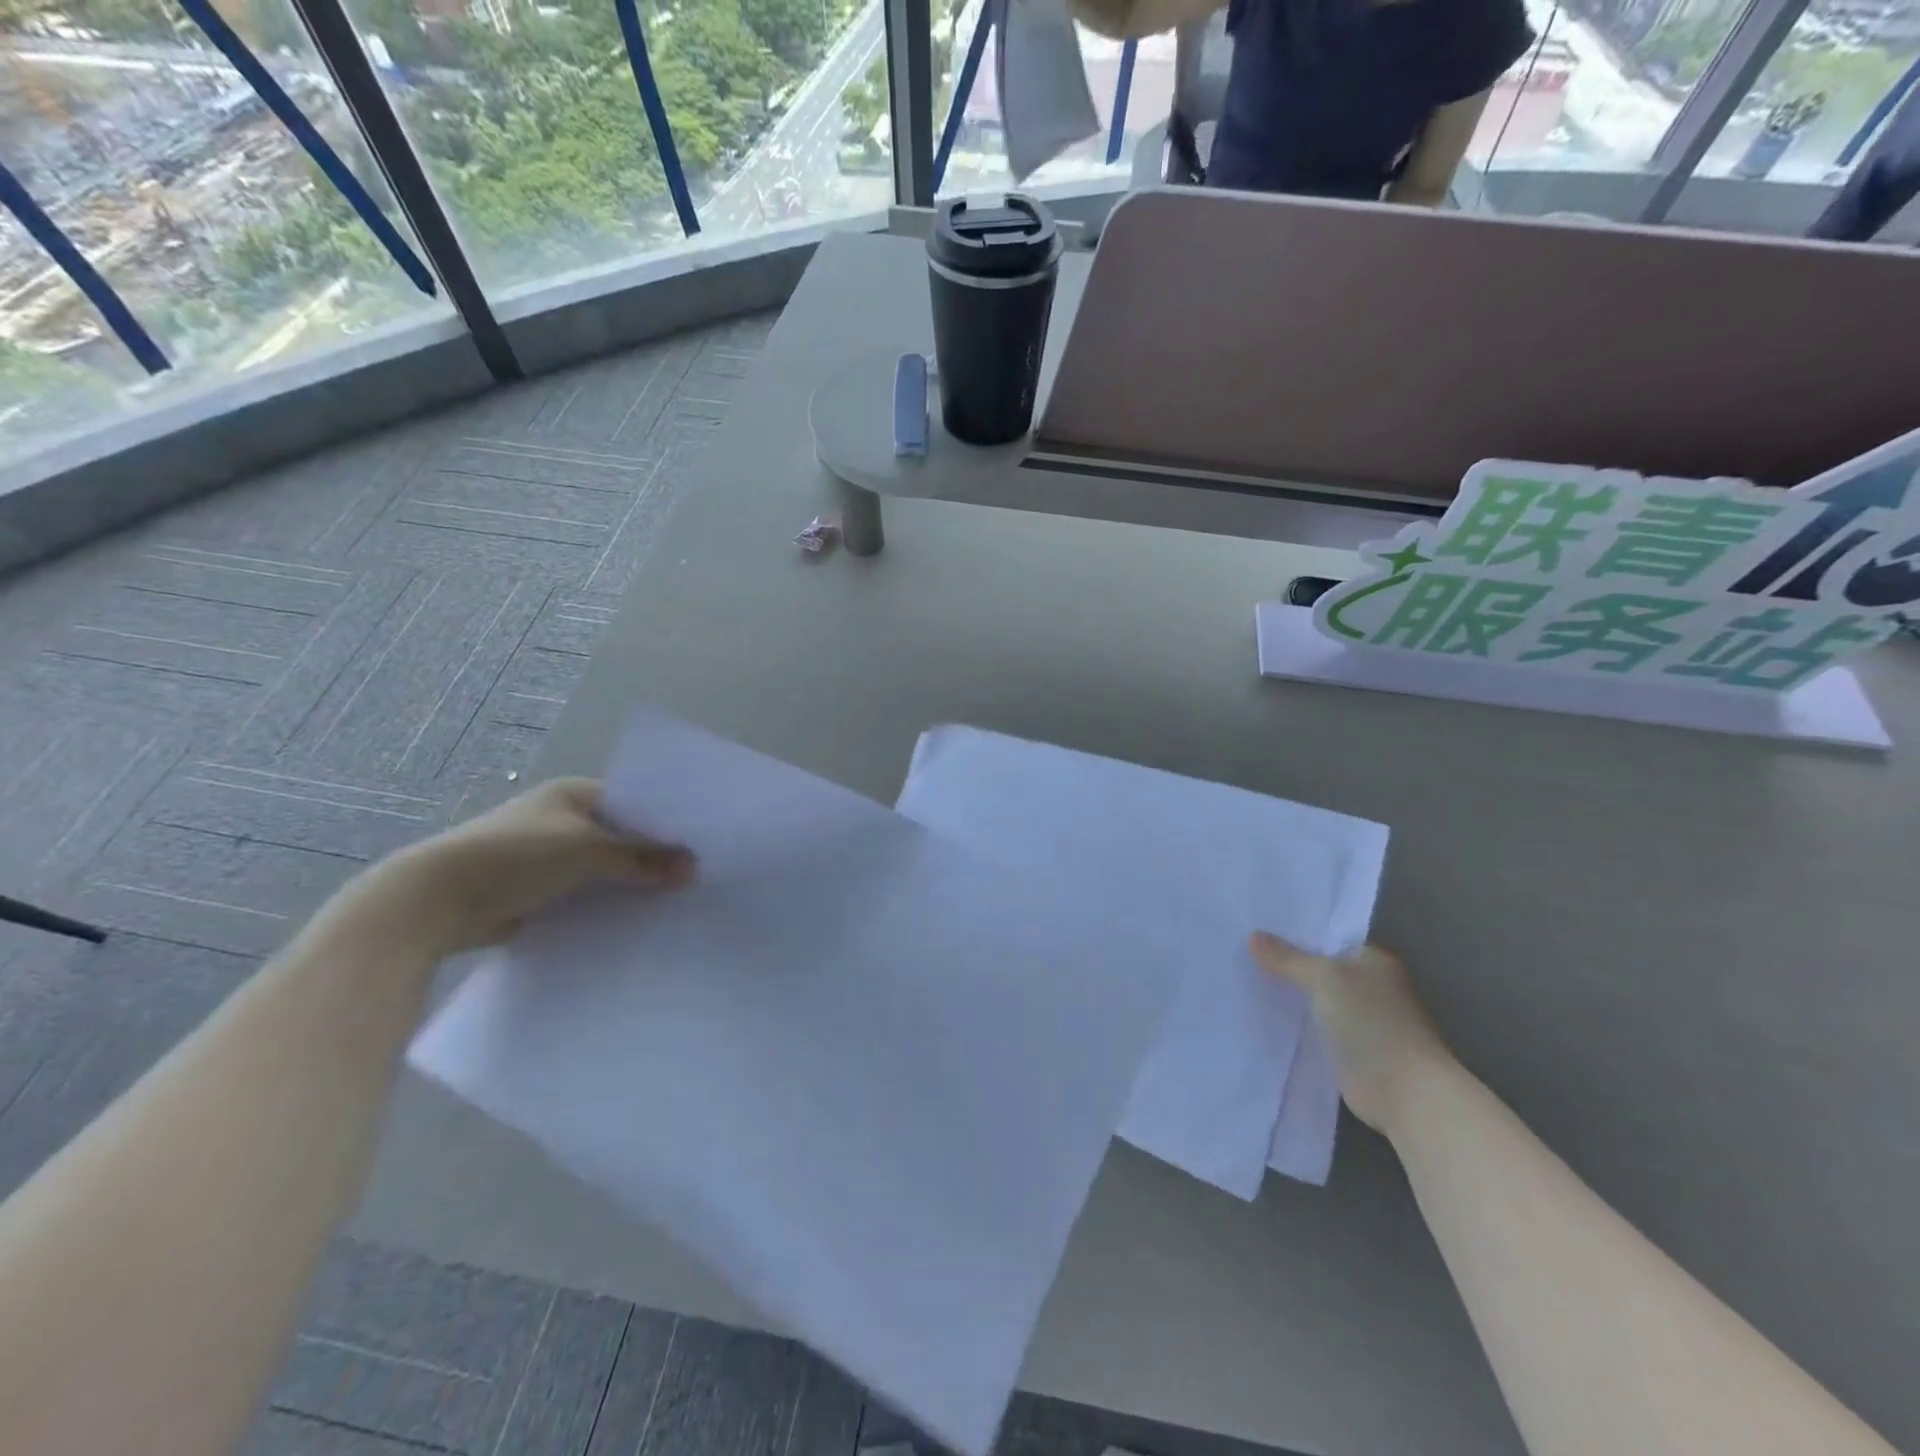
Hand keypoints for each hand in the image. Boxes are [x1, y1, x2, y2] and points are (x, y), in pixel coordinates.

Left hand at [342, 778, 695, 960]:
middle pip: (621, 838)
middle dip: (651, 858)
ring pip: (604, 870)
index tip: (701, 844)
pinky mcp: (536, 893)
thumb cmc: (515, 858)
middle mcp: (561, 821)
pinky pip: (585, 896)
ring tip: (675, 902)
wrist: (434, 903)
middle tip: (696, 877)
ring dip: (629, 885)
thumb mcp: (588, 851)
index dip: (665, 823)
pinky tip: (637, 922)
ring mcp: (547, 858)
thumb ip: (643, 858)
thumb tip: (695, 868)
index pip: (633, 803)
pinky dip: (606, 906)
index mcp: (572, 795)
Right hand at [1250, 932, 1451, 1139]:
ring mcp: (1362, 1023)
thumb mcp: (1323, 978)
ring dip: (1290, 999)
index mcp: (1374, 962)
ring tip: (1243, 984)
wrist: (1404, 1092)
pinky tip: (1263, 1020)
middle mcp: (1371, 988)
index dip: (1295, 936)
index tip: (1256, 932)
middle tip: (1241, 956)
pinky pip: (1315, 1030)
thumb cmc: (1371, 1022)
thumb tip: (1253, 936)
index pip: (1329, 940)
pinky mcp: (1351, 1054)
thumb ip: (1288, 959)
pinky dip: (1296, 1028)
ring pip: (1315, 1002)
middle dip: (1287, 967)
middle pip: (1320, 971)